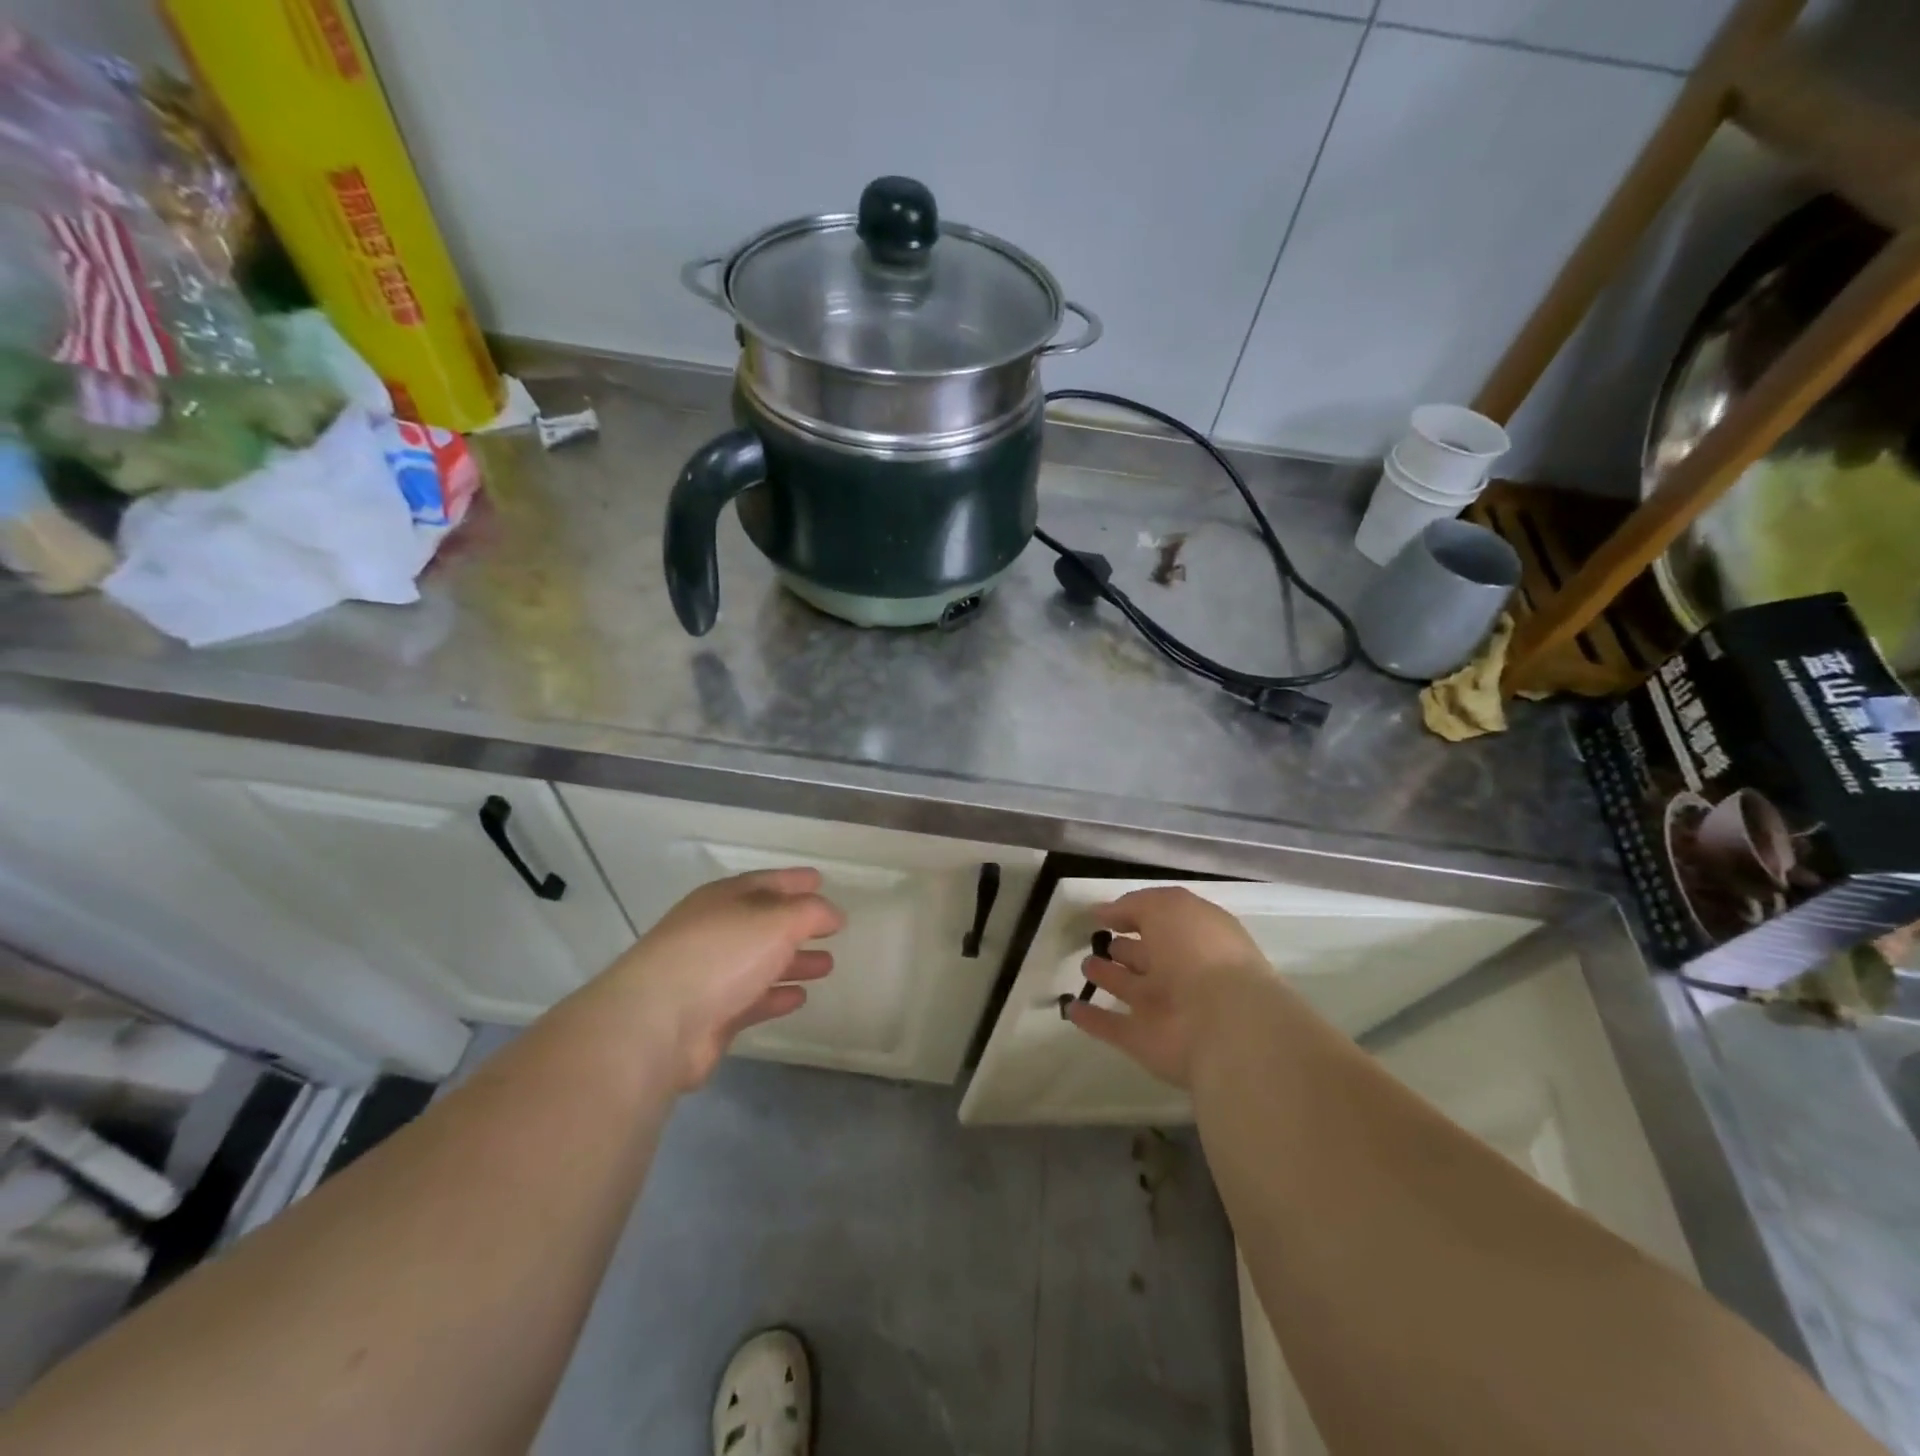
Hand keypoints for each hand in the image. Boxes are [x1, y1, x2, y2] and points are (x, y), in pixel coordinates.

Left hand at [603, 869, 843, 1089]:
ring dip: (793, 962)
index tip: (822, 880)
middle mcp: (715, 931)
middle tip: (832, 931)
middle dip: (799, 926)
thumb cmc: (721, 955)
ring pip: (760, 962)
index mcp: (724, 898)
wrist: (657, 1023)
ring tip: (827, 966)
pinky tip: (799, 997)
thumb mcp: (777, 921)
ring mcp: (709, 974)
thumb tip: (832, 914)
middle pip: (764, 923)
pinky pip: (751, 998)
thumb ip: (810, 913)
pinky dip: (775, 995)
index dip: (795, 880)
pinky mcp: (709, 1015)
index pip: (766, 881)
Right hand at [1065, 887, 1274, 1089]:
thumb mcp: (1167, 907)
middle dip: (1123, 948)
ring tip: (1085, 966)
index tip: (1105, 914)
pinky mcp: (1144, 1041)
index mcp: (1195, 937)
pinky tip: (1069, 1006)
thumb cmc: (1199, 952)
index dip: (1136, 914)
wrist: (1224, 1025)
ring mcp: (1163, 1009)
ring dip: (1109, 978)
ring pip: (1130, 988)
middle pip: (1146, 957)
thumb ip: (1134, 906)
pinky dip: (1092, 1018)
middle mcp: (1181, 972)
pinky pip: (1112, 1026)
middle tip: (1097, 940)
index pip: (1163, 922)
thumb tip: (1104, 912)